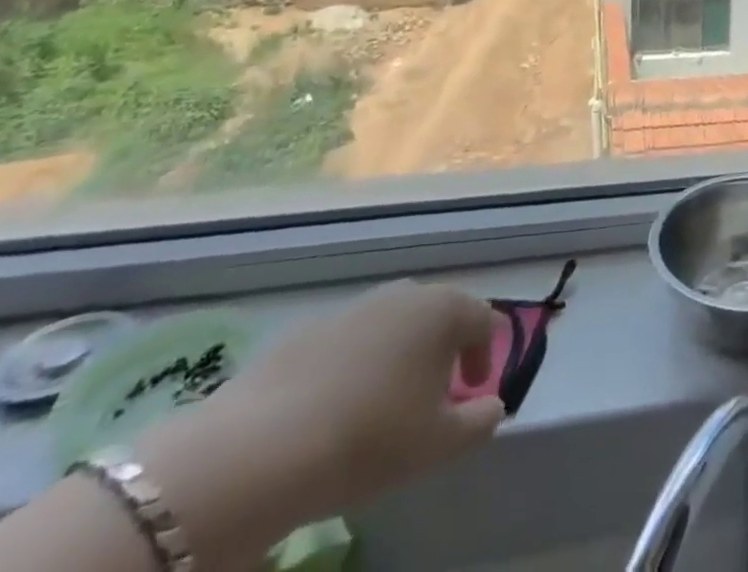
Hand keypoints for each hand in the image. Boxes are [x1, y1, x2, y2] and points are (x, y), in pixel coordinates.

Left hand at [135, 281, 503, 568]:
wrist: (256, 453)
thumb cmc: (369, 440)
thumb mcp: (439, 445)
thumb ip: (479, 422)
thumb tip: (491, 405)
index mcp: (443, 309)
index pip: (483, 319)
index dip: (486, 354)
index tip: (473, 392)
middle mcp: (402, 294)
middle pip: (436, 315)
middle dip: (440, 351)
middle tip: (430, 399)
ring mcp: (350, 308)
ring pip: (388, 326)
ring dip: (394, 357)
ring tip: (379, 407)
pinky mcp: (301, 332)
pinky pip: (343, 345)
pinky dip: (349, 368)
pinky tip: (330, 412)